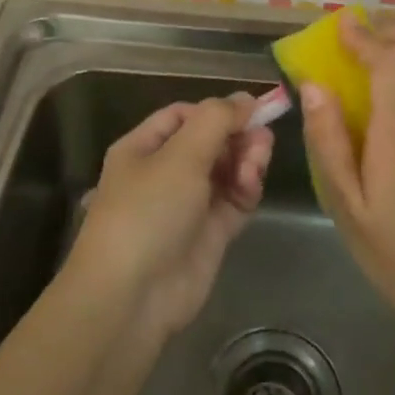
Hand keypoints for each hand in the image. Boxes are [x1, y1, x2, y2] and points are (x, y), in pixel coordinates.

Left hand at [68, 94, 272, 338]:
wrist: (133, 296)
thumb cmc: (148, 211)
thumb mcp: (180, 155)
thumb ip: (216, 121)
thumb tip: (245, 99)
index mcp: (143, 148)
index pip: (184, 115)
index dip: (217, 110)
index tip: (252, 109)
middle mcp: (165, 172)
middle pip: (210, 142)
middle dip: (236, 136)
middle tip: (262, 137)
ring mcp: (188, 204)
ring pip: (226, 170)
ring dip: (245, 160)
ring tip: (256, 162)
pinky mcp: (209, 233)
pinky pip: (234, 200)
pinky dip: (246, 188)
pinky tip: (251, 183)